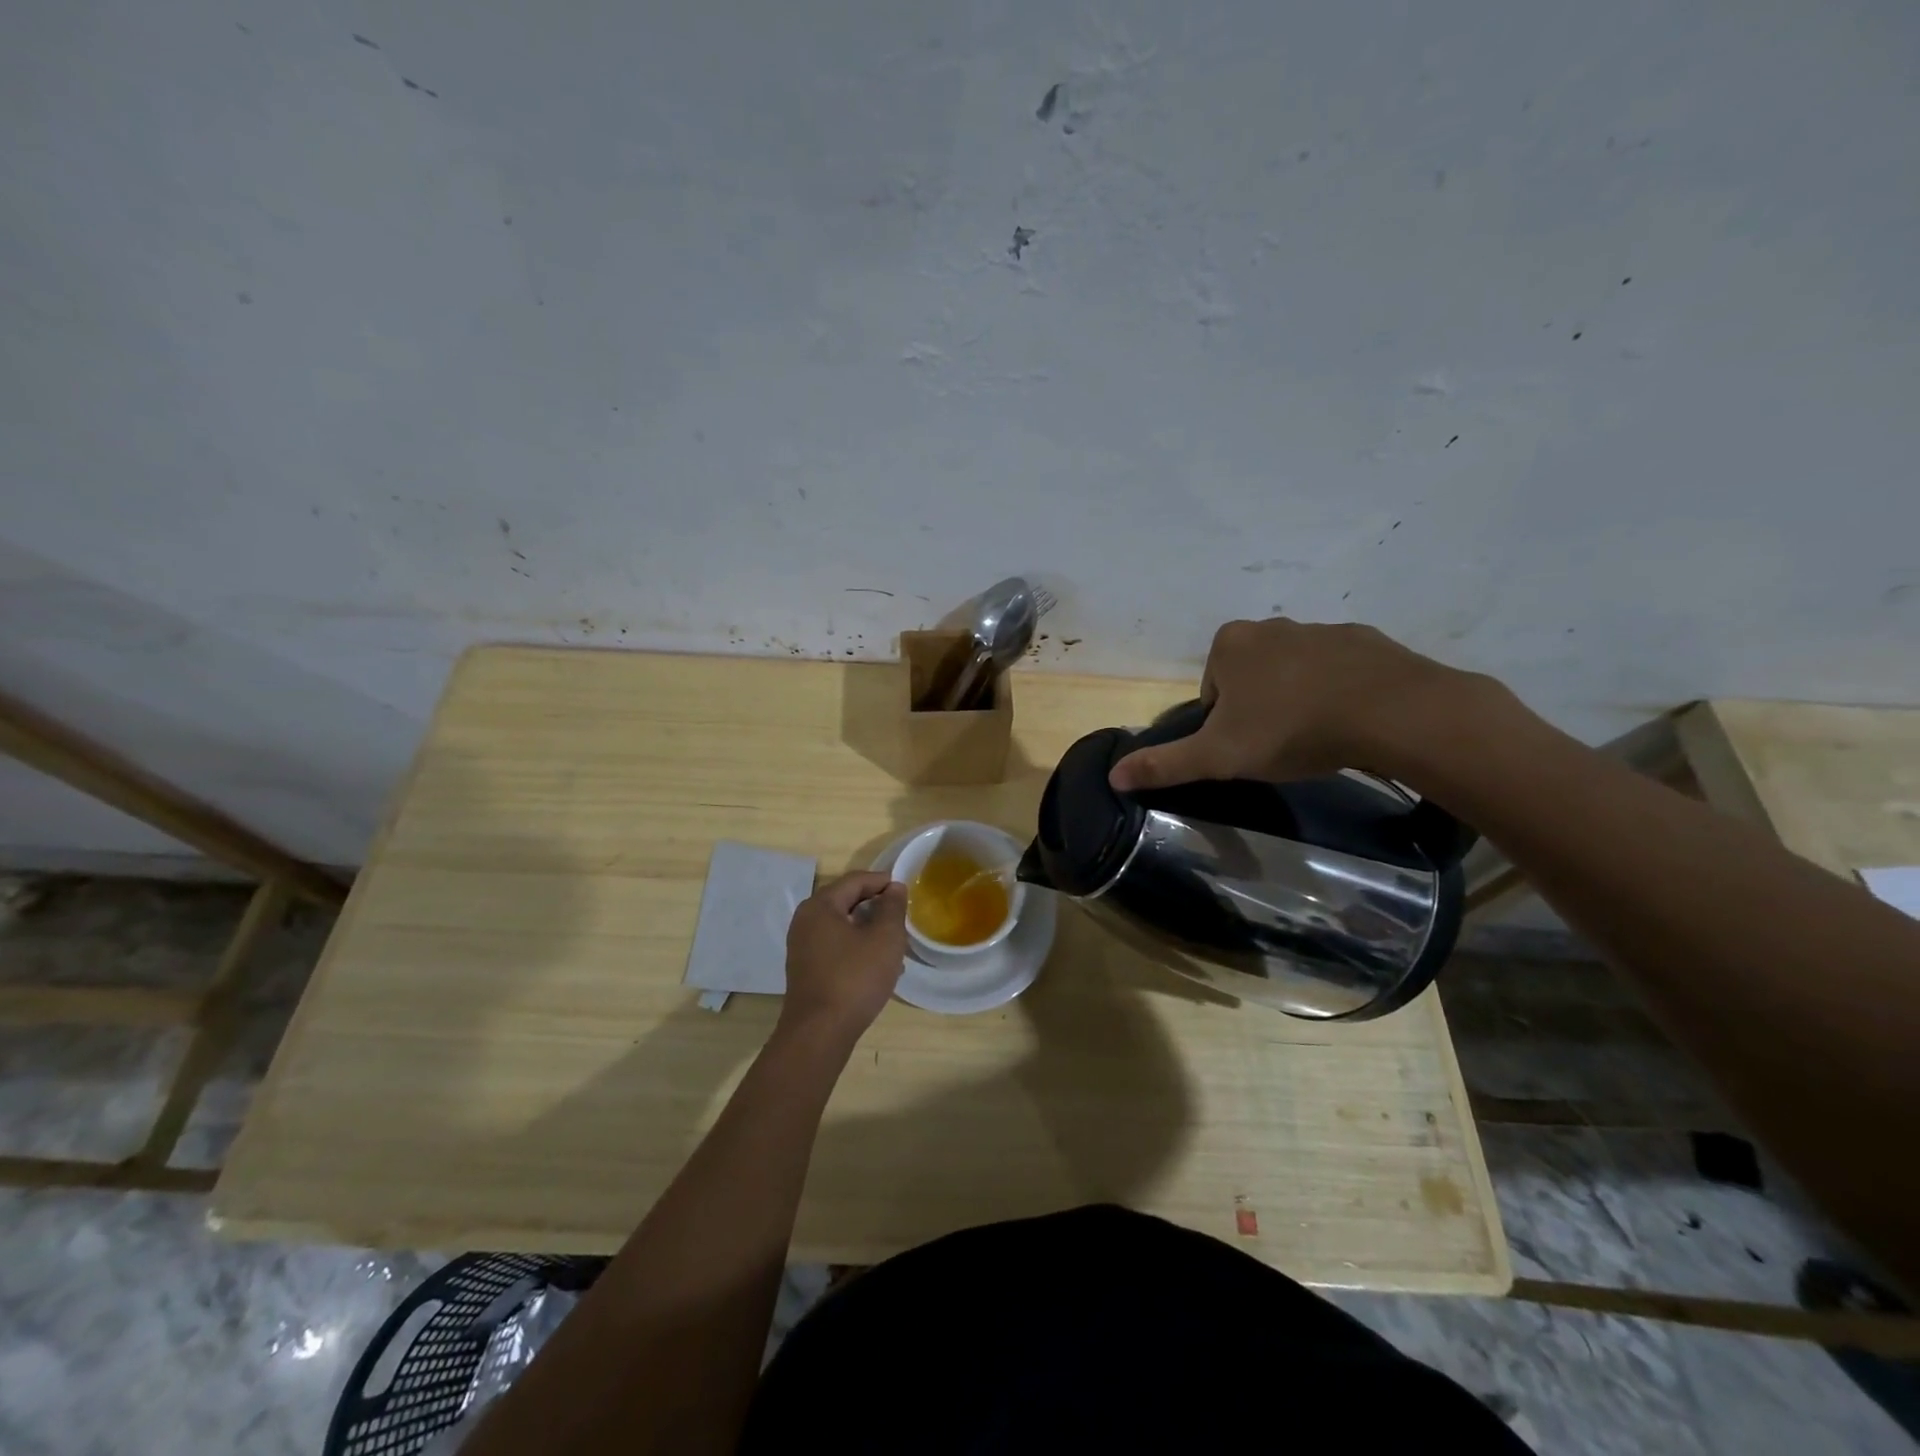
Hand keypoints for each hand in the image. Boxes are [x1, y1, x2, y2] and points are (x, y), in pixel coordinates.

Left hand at [779, 871, 907, 1043]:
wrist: (820, 1033)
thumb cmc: (855, 978)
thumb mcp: (885, 938)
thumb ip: (892, 907)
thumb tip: (894, 888)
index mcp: (820, 905)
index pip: (855, 880)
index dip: (882, 882)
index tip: (906, 892)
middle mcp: (805, 920)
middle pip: (846, 901)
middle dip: (876, 906)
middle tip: (901, 917)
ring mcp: (802, 946)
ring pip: (842, 926)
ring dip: (868, 929)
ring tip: (894, 943)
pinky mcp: (806, 969)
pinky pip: (835, 946)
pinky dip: (856, 947)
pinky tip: (876, 965)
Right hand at [1109, 617, 1481, 790]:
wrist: (1391, 712)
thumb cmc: (1291, 729)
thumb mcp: (1218, 756)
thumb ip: (1165, 764)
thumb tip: (1113, 776)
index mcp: (1230, 644)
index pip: (1211, 689)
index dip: (1223, 723)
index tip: (1246, 746)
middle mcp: (1271, 626)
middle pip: (1250, 677)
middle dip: (1259, 707)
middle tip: (1279, 744)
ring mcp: (1321, 628)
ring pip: (1294, 671)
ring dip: (1298, 699)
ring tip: (1317, 736)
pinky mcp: (1365, 640)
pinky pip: (1338, 669)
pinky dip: (1338, 691)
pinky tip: (1351, 720)